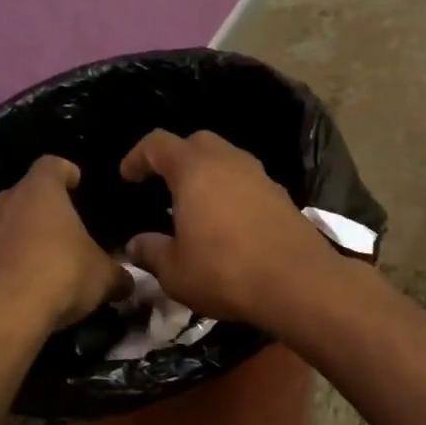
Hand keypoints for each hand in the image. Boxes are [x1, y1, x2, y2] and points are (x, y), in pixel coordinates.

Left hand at [0, 157, 128, 336]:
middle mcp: (3, 202)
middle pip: (23, 195)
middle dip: (40, 210)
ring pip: (1, 226)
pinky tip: (17, 289)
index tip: (76, 182)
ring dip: (17, 238)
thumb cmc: (60, 275)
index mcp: (39, 191)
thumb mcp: (103, 277)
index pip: (52, 165)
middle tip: (61, 232)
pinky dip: (1, 267)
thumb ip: (116, 274)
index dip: (65, 172)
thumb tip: (127, 282)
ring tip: (38, 264)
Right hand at [118, 129, 340, 324]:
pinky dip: (231, 191)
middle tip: (162, 185)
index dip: (137, 156)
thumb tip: (135, 245)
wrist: (298, 282)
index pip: (157, 144)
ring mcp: (260, 175)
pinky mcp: (282, 195)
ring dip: (207, 174)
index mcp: (194, 169)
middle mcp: (228, 161)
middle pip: (196, 142)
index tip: (127, 176)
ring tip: (194, 204)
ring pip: (226, 159)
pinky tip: (227, 221)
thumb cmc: (225, 271)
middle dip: (176, 158)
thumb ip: (151, 252)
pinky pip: (247, 181)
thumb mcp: (175, 271)